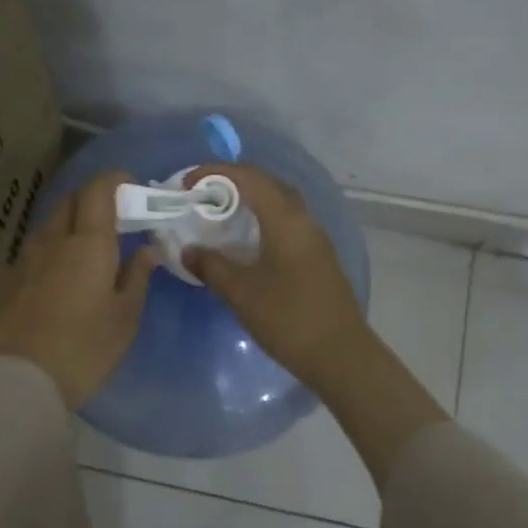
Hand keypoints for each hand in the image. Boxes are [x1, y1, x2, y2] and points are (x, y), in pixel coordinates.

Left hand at [0, 171, 158, 409]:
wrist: (15, 383)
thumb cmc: (83, 350)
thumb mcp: (124, 319)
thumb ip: (137, 278)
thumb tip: (147, 250)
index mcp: (88, 243)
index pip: (98, 190)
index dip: (114, 180)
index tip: (130, 186)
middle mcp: (51, 241)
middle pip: (69, 202)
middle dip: (91, 200)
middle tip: (112, 220)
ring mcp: (21, 261)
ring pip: (47, 228)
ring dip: (67, 228)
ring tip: (83, 253)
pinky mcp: (1, 284)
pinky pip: (28, 256)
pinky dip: (46, 256)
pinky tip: (52, 281)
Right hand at [185, 163, 446, 491]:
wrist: (341, 354)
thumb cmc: (288, 318)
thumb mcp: (241, 293)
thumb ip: (212, 266)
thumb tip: (188, 251)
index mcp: (285, 219)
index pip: (248, 177)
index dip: (214, 173)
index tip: (186, 184)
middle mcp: (303, 219)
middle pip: (267, 183)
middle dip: (232, 181)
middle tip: (201, 194)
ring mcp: (315, 237)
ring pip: (279, 202)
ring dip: (250, 199)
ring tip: (219, 213)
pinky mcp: (318, 256)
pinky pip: (286, 222)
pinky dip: (262, 219)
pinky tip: (246, 240)